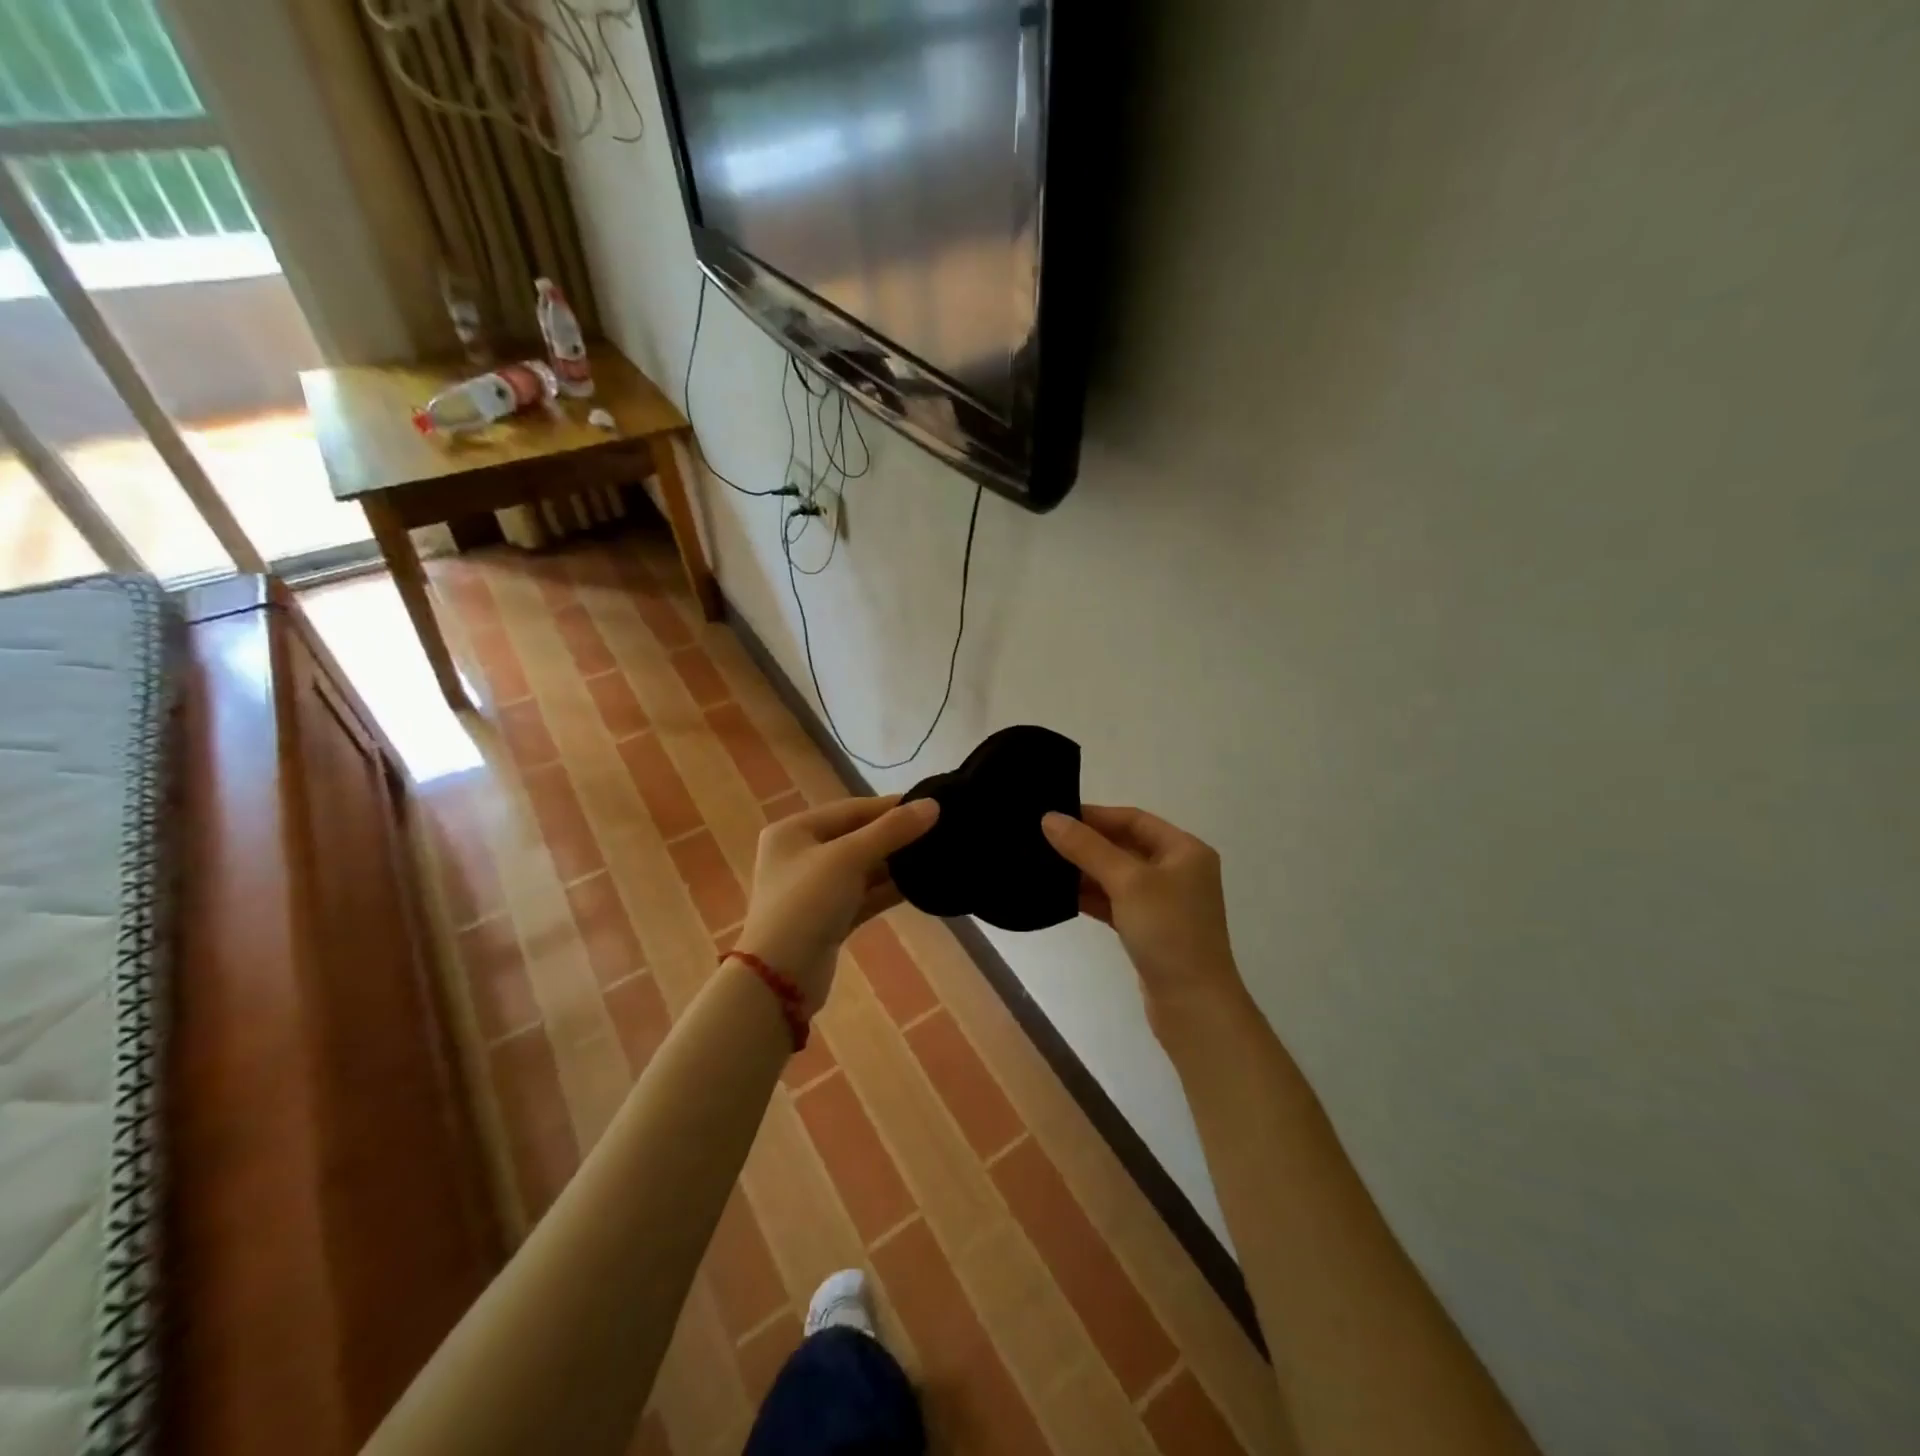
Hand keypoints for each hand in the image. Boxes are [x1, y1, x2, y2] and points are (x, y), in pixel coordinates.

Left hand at [734, 795, 938, 1011]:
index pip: (851, 809)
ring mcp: (814, 889)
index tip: (931, 804)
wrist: (779, 978)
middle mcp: (801, 855)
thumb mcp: (848, 858)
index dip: (890, 807)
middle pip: (856, 837)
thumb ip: (891, 830)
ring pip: (862, 868)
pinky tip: (919, 886)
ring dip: (895, 864)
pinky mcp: (828, 918)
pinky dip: (887, 890)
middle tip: (938, 832)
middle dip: (895, 836)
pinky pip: (863, 895)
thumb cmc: (807, 902)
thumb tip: (932, 805)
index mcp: (794, 830)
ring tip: (935, 856)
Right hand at [1042, 806, 1248, 1024]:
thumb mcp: (1127, 882)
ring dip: (1084, 871)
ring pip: (1117, 876)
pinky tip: (1060, 895)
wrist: (1193, 1005)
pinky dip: (1091, 897)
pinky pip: (1115, 902)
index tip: (1056, 815)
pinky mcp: (1149, 929)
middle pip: (1124, 846)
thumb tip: (1050, 818)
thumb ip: (1087, 848)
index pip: (1133, 819)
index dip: (1095, 815)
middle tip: (1042, 839)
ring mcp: (1164, 903)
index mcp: (1184, 850)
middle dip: (1086, 843)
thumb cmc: (1168, 931)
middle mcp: (1177, 871)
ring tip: (1043, 865)